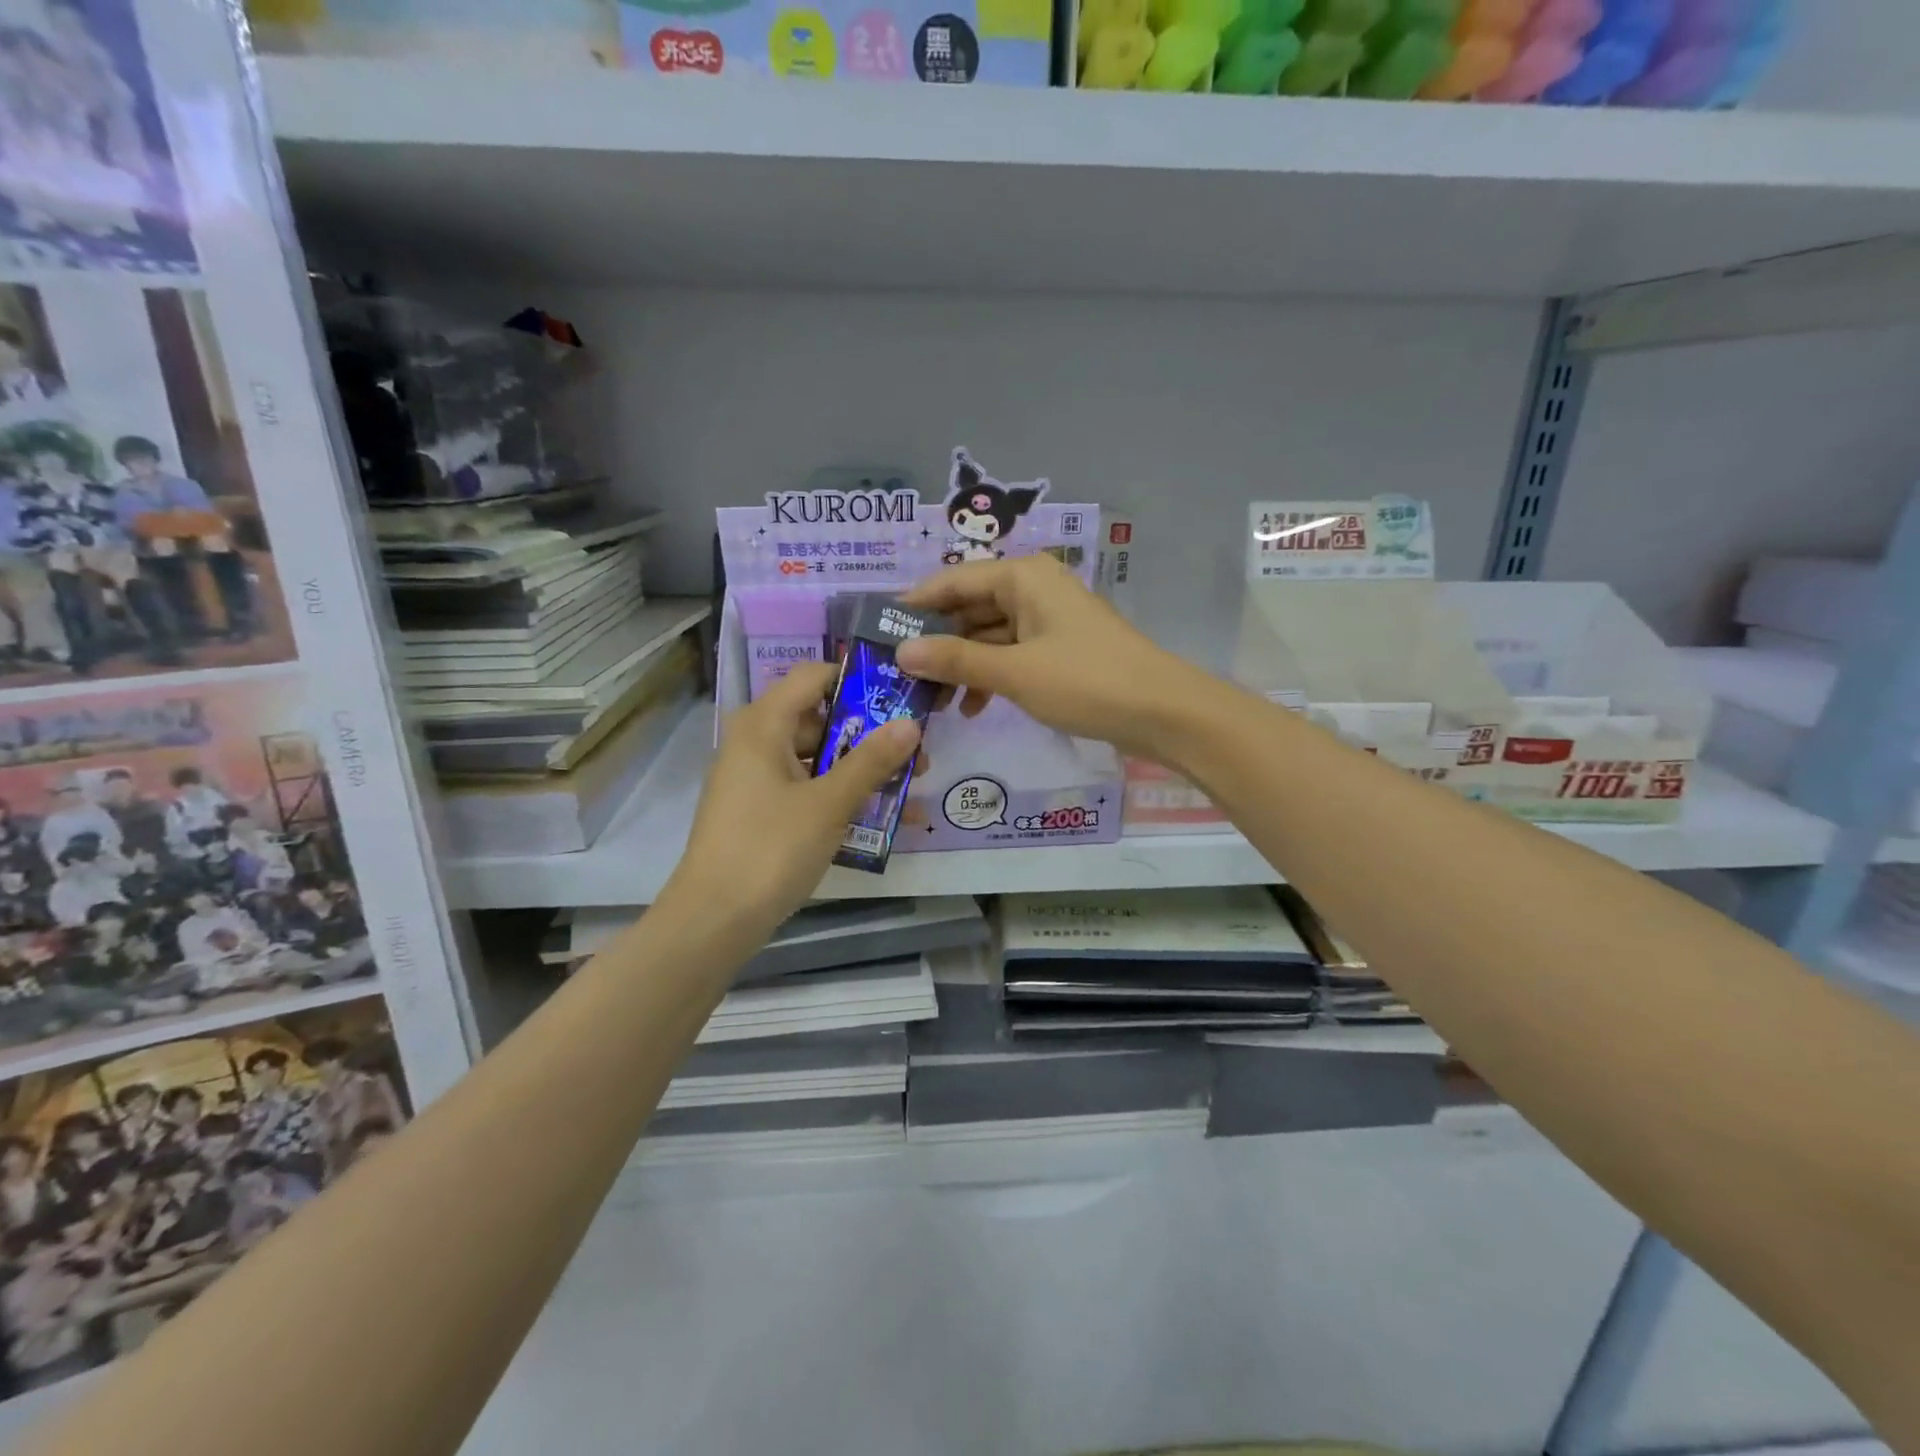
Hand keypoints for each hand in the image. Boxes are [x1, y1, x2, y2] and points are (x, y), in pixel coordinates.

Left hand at [666, 663, 919, 941]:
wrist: (714, 920)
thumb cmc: (770, 849)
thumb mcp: (829, 803)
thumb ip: (871, 761)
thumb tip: (911, 724)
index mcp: (763, 725)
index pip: (813, 677)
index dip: (857, 681)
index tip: (900, 696)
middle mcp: (755, 741)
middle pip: (819, 719)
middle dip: (870, 735)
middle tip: (916, 755)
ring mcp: (755, 778)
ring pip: (816, 758)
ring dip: (860, 771)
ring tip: (909, 789)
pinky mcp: (759, 810)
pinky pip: (806, 789)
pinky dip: (839, 796)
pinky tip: (881, 818)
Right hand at [899, 554, 1202, 759]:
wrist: (1162, 711)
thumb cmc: (1086, 681)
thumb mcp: (1014, 672)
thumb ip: (956, 660)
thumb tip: (902, 651)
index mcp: (1022, 577)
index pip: (952, 581)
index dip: (914, 607)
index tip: (878, 635)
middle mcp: (1032, 588)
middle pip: (969, 608)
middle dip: (937, 644)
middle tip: (900, 677)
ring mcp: (1047, 619)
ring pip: (988, 635)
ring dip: (961, 666)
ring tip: (932, 701)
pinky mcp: (1058, 648)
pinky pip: (1010, 654)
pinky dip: (990, 676)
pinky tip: (972, 707)